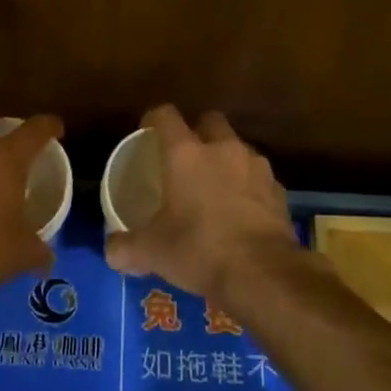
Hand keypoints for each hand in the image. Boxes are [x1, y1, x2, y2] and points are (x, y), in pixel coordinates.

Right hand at [105, 106, 298, 302]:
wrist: (262, 274)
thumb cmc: (199, 250)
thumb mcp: (151, 252)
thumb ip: (124, 248)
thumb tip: (111, 251)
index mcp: (186, 154)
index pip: (166, 116)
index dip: (154, 119)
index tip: (147, 132)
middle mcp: (223, 150)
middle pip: (210, 121)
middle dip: (197, 132)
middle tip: (185, 158)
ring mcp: (256, 167)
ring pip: (238, 148)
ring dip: (225, 160)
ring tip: (214, 188)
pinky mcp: (278, 191)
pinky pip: (258, 178)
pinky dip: (248, 187)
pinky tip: (240, 212)